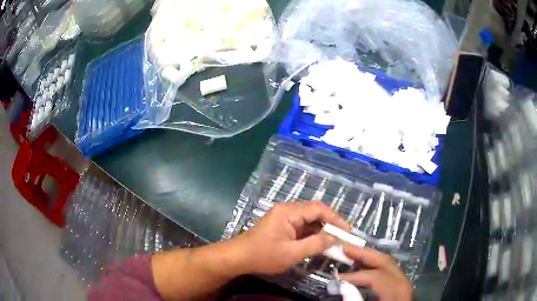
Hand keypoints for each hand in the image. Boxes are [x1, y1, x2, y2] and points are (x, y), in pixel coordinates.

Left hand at [237, 201, 349, 274]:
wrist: (238, 257)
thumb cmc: (263, 255)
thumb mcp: (292, 253)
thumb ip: (315, 244)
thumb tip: (334, 238)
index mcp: (289, 212)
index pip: (318, 209)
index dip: (335, 219)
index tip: (347, 231)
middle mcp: (287, 210)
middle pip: (314, 212)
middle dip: (330, 224)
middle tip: (342, 236)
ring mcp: (284, 217)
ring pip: (309, 219)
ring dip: (322, 229)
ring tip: (334, 241)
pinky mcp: (282, 225)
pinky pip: (302, 226)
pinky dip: (312, 234)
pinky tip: (319, 242)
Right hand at [341, 247, 411, 300]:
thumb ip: (355, 300)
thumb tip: (340, 287)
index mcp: (396, 293)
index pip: (377, 277)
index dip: (355, 276)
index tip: (337, 277)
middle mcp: (403, 284)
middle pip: (386, 262)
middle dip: (365, 254)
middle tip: (345, 249)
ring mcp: (404, 282)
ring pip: (389, 263)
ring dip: (370, 257)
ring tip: (352, 254)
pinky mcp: (401, 285)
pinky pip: (389, 269)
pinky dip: (376, 265)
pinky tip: (365, 265)